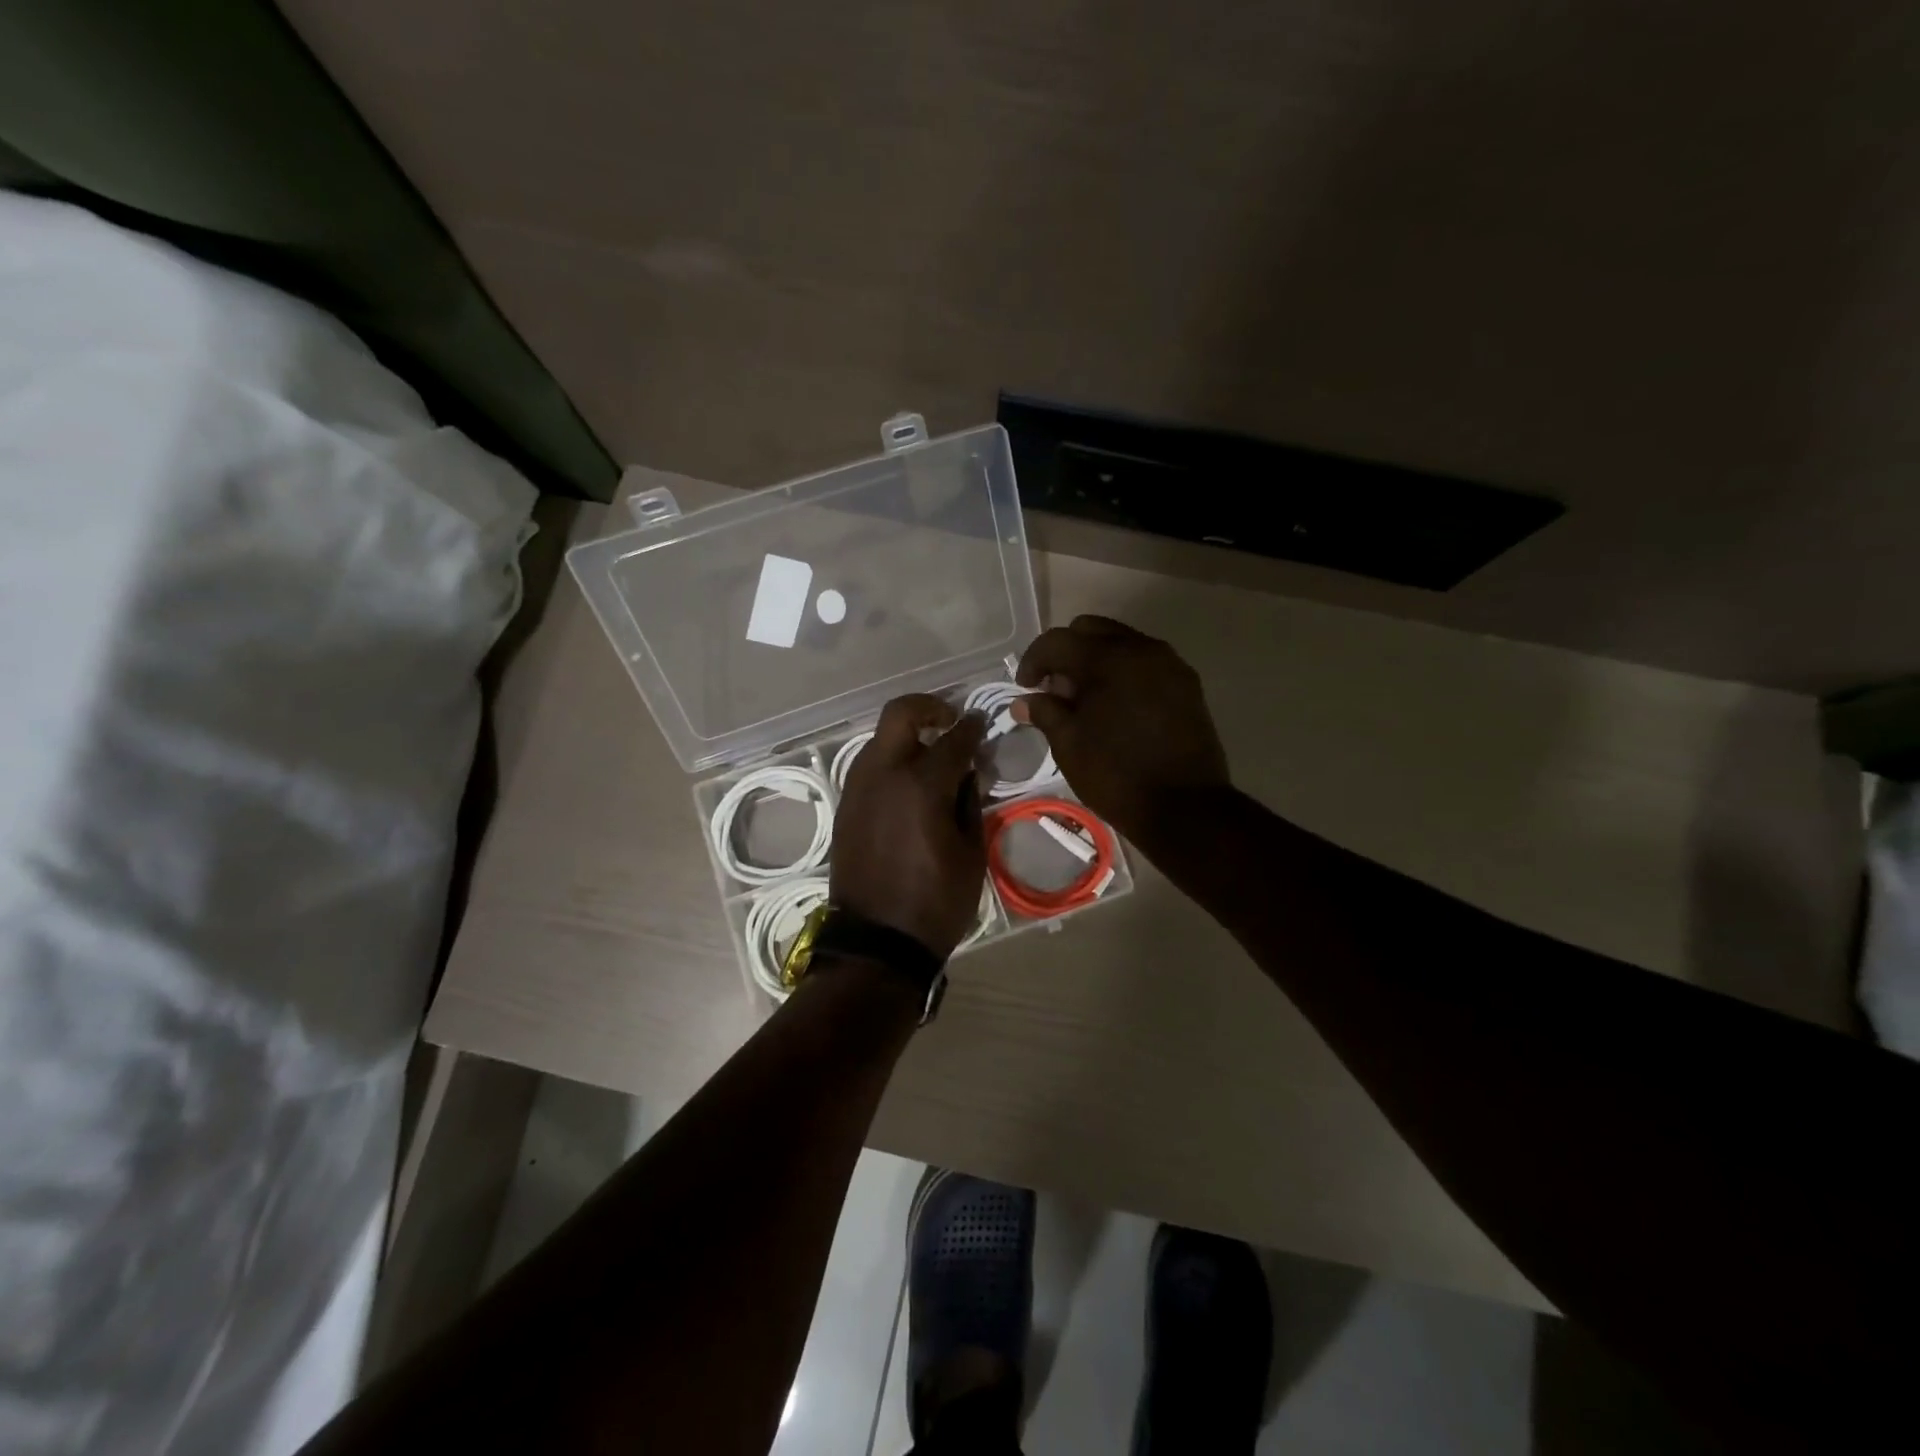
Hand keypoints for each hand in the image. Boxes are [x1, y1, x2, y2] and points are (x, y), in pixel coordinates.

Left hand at [831, 695, 988, 959]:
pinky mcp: (846, 806)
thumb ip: (970, 802)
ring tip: (934, 759)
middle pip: (901, 714)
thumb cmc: (935, 902)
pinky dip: (893, 762)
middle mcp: (884, 774)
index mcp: (921, 785)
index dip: (972, 728)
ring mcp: (858, 788)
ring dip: (908, 737)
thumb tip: (967, 773)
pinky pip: (871, 767)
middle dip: (929, 707)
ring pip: (882, 739)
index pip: (953, 739)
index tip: (982, 724)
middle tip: (950, 721)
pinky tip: (911, 787)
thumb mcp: (971, 854)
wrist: (876, 943)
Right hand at [1013, 615, 1230, 849]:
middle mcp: (1141, 648)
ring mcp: (1169, 664)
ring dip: (1096, 661)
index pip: (1057, 641)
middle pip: (1092, 630)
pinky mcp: (1186, 684)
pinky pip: (1145, 663)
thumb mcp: (1069, 745)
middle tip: (1056, 689)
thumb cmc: (1116, 775)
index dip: (1033, 661)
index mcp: (1107, 658)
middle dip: (1066, 653)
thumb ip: (1045, 712)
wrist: (1185, 808)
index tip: (1025, 688)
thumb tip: (1024, 701)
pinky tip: (1114, 707)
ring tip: (1085, 700)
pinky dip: (1123, 673)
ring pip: (1121, 644)